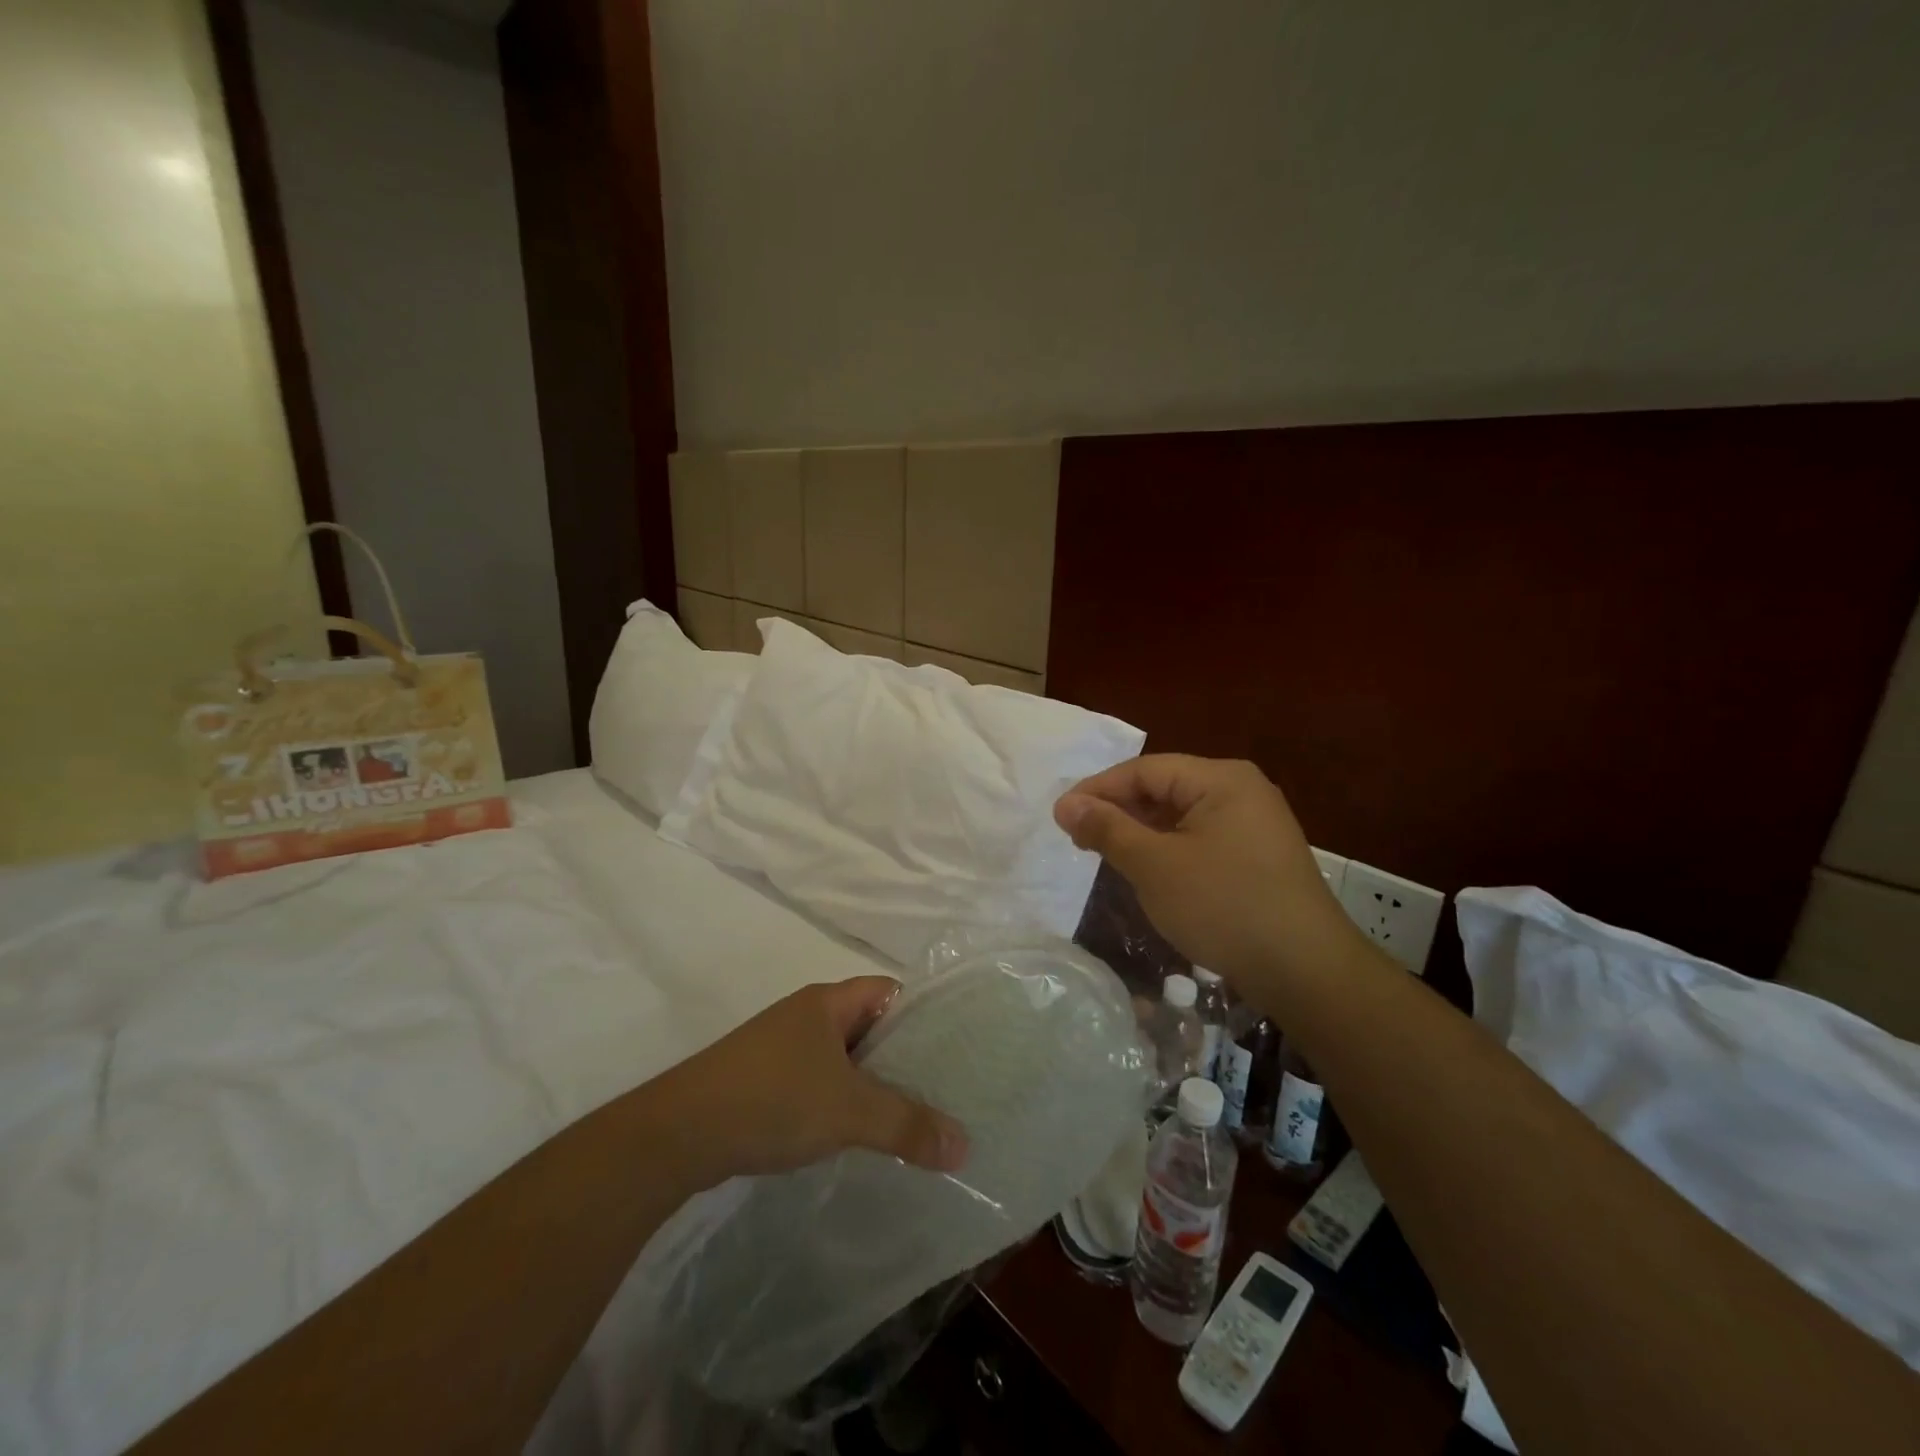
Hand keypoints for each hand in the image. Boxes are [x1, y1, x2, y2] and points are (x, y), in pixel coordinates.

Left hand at [646, 978, 969, 1187]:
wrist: (677, 1133)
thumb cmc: (771, 1099)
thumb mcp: (849, 1111)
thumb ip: (908, 1126)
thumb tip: (966, 1146)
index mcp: (828, 1001)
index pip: (890, 992)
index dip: (922, 1015)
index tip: (954, 1049)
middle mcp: (806, 1015)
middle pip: (870, 1026)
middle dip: (902, 1057)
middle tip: (942, 1090)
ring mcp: (782, 1048)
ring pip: (843, 1058)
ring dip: (871, 1083)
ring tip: (907, 1116)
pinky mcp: (763, 1080)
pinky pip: (817, 1081)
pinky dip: (840, 1101)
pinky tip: (853, 1133)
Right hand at [1055, 755, 1355, 981]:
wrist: (1307, 971)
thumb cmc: (1224, 906)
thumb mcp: (1154, 865)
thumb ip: (1107, 829)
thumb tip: (1065, 804)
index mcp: (1221, 779)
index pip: (1145, 770)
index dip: (1098, 789)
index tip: (1061, 816)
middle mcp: (1241, 791)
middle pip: (1165, 789)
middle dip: (1119, 811)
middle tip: (1078, 838)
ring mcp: (1255, 825)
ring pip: (1181, 817)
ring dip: (1141, 833)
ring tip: (1105, 854)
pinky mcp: (1259, 857)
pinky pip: (1201, 839)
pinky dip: (1168, 850)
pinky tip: (1148, 872)